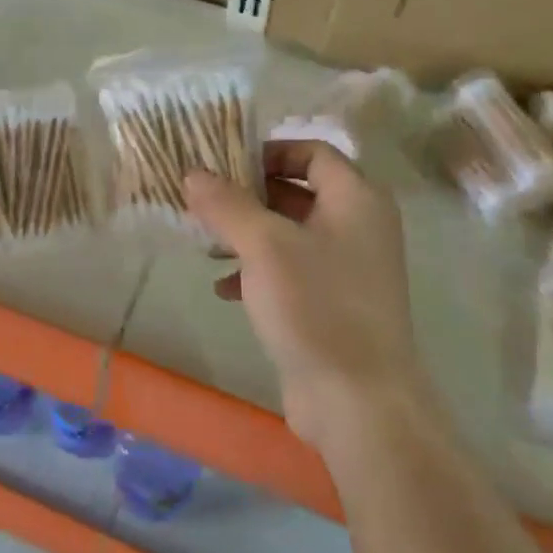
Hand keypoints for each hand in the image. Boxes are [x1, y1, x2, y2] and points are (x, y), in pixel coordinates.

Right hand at [183, 141, 420, 454]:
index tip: (225, 164)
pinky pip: (292, 270)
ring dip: (248, 233)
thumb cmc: (316, 305)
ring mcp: (349, 268)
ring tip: (207, 243)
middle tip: (206, 201)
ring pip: (290, 233)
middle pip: (298, 190)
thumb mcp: (263, 245)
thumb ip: (226, 203)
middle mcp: (359, 226)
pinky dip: (258, 270)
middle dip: (249, 195)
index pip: (312, 151)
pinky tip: (223, 288)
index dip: (269, 151)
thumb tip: (193, 173)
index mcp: (356, 199)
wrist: (358, 401)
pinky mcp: (335, 304)